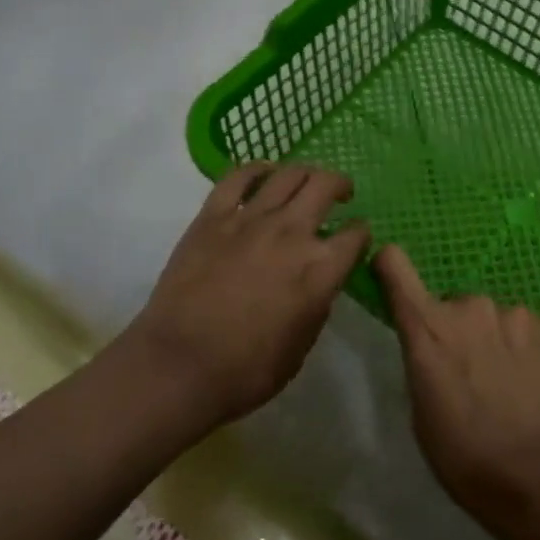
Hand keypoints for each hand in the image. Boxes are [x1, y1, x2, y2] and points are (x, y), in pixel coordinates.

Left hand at [129, 163, 369, 427]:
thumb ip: (317, 304)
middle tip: (340, 193)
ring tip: (306, 180)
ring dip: (306, 172)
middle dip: (340, 185)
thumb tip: (319, 282)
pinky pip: (238, 177)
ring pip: (288, 174)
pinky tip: (264, 173)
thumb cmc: (246, 371)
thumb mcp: (301, 347)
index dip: (361, 233)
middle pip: (326, 185)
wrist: (179, 365)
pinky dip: (257, 169)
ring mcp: (250, 219)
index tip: (356, 237)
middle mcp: (292, 232)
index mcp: (320, 269)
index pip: (356, 235)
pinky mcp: (213, 216)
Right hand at [374, 245, 539, 539]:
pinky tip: (537, 390)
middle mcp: (471, 307)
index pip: (396, 266)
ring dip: (496, 342)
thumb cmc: (467, 459)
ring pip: (496, 320)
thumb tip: (432, 348)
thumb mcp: (422, 415)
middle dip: (459, 331)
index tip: (392, 276)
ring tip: (510, 388)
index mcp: (428, 328)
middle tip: (471, 375)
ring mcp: (517, 314)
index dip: (391, 266)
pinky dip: (529, 354)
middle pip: (455, 305)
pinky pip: (531, 333)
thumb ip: (422, 362)